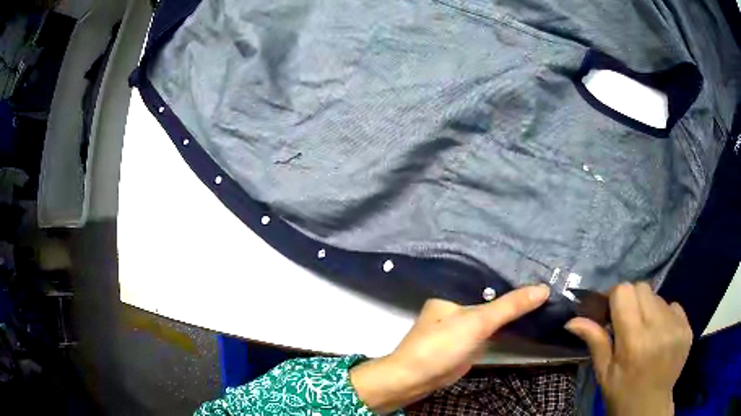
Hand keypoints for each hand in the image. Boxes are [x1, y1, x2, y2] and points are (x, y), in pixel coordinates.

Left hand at [350, 285, 550, 413]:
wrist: (418, 378)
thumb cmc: (442, 343)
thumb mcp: (478, 321)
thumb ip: (510, 306)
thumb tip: (544, 289)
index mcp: (454, 288)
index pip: (488, 272)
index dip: (511, 268)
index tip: (538, 262)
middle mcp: (459, 301)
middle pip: (492, 291)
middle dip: (515, 288)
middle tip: (547, 275)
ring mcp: (465, 321)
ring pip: (494, 309)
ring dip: (514, 306)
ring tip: (544, 291)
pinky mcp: (471, 338)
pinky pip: (493, 325)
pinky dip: (508, 321)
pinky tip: (528, 313)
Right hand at [565, 283, 692, 415]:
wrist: (650, 407)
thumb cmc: (621, 392)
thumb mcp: (604, 372)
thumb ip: (595, 341)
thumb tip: (572, 320)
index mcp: (634, 340)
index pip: (625, 292)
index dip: (614, 297)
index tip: (610, 311)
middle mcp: (658, 327)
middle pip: (642, 288)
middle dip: (631, 299)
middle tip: (627, 322)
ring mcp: (676, 326)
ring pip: (658, 296)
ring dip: (648, 308)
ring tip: (645, 332)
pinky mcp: (687, 327)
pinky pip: (673, 306)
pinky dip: (664, 315)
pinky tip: (660, 335)